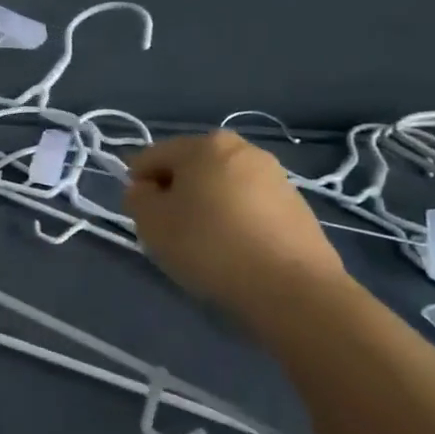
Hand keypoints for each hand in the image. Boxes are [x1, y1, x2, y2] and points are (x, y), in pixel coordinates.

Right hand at [126, 131, 345, 321]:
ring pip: (221, 187)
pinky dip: (235, 221)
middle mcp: (242, 149)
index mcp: (204, 144)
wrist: (291, 288)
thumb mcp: (152, 223)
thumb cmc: (210, 246)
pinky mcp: (297, 206)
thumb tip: (145, 190)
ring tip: (205, 245)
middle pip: (190, 168)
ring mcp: (274, 176)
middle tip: (171, 232)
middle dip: (175, 194)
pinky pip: (249, 206)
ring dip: (206, 207)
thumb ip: (137, 199)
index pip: (151, 157)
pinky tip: (236, 252)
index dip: (138, 187)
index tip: (143, 219)